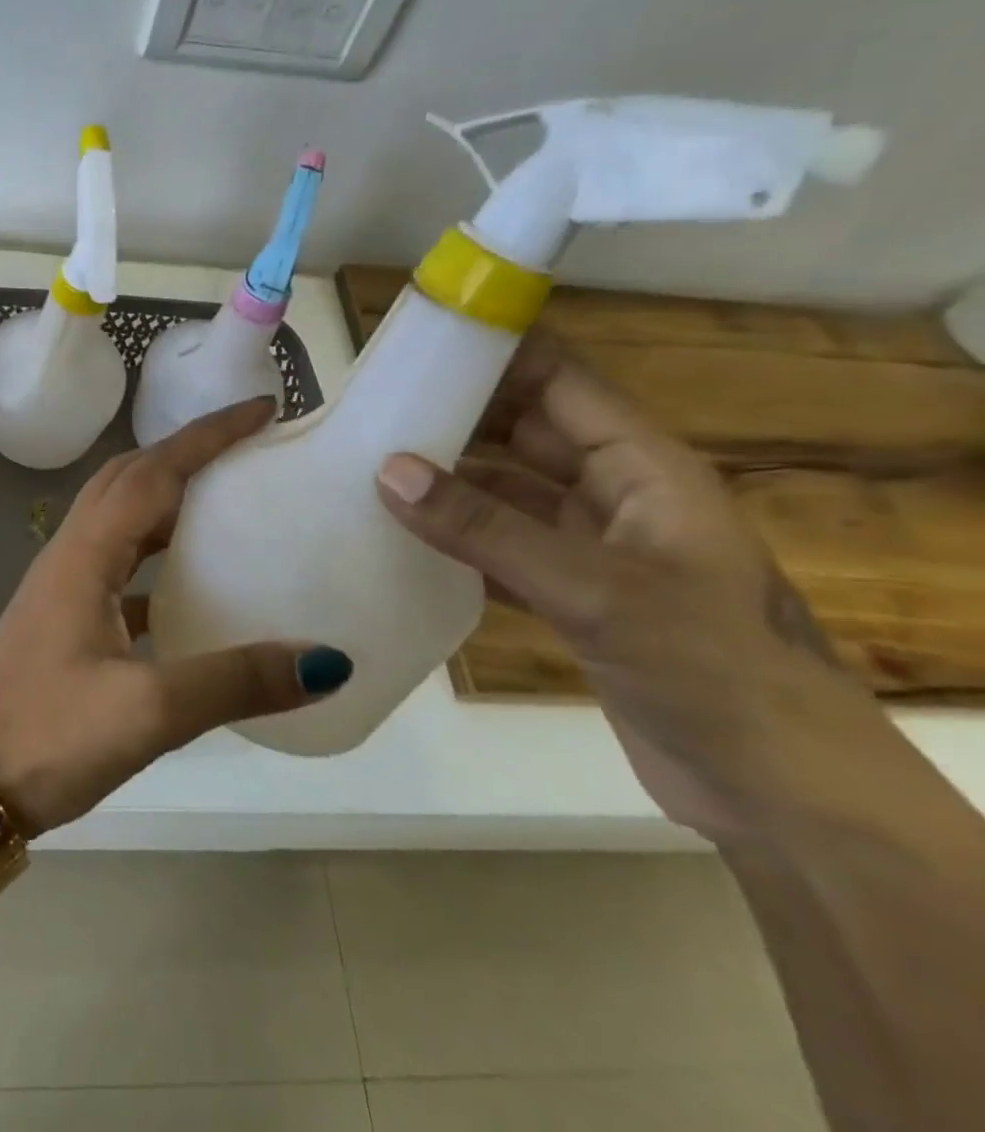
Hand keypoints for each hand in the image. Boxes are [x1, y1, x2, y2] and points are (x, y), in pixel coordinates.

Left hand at [0, 397, 353, 835]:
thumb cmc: (49, 734)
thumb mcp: (148, 711)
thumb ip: (235, 681)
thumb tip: (326, 660)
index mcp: (86, 555)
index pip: (153, 472)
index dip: (206, 436)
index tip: (260, 410)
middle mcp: (71, 553)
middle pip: (131, 479)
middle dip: (187, 452)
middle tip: (248, 449)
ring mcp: (63, 584)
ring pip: (121, 517)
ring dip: (169, 497)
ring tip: (227, 500)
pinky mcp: (65, 615)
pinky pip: (118, 561)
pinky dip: (156, 553)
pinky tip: (191, 583)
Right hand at [374, 337, 887, 843]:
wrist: (777, 792)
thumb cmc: (708, 667)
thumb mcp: (594, 589)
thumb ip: (486, 528)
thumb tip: (387, 470)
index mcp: (641, 466)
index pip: (557, 381)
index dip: (493, 355)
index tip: (412, 349)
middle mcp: (613, 493)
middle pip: (522, 432)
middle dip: (453, 418)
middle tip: (368, 412)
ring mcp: (589, 546)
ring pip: (504, 492)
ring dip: (446, 482)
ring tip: (365, 470)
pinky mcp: (568, 594)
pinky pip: (498, 545)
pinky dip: (453, 539)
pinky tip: (399, 539)